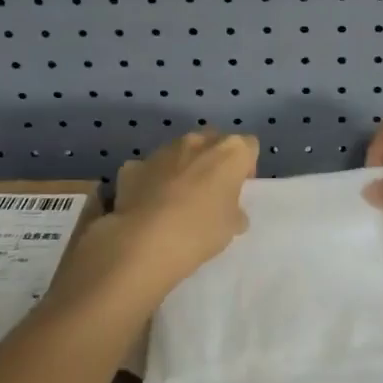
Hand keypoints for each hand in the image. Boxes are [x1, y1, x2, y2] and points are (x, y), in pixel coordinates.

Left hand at [58, 131, 257, 310]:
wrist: (144, 241)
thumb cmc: (200, 230)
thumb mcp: (232, 227)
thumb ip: (235, 212)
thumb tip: (231, 212)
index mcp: (230, 151)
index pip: (248, 146)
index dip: (246, 167)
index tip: (238, 190)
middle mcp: (198, 141)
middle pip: (214, 142)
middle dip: (214, 161)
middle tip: (210, 192)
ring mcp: (163, 150)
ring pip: (180, 152)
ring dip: (183, 168)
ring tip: (176, 201)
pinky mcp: (134, 165)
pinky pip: (150, 168)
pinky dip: (152, 181)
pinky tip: (149, 206)